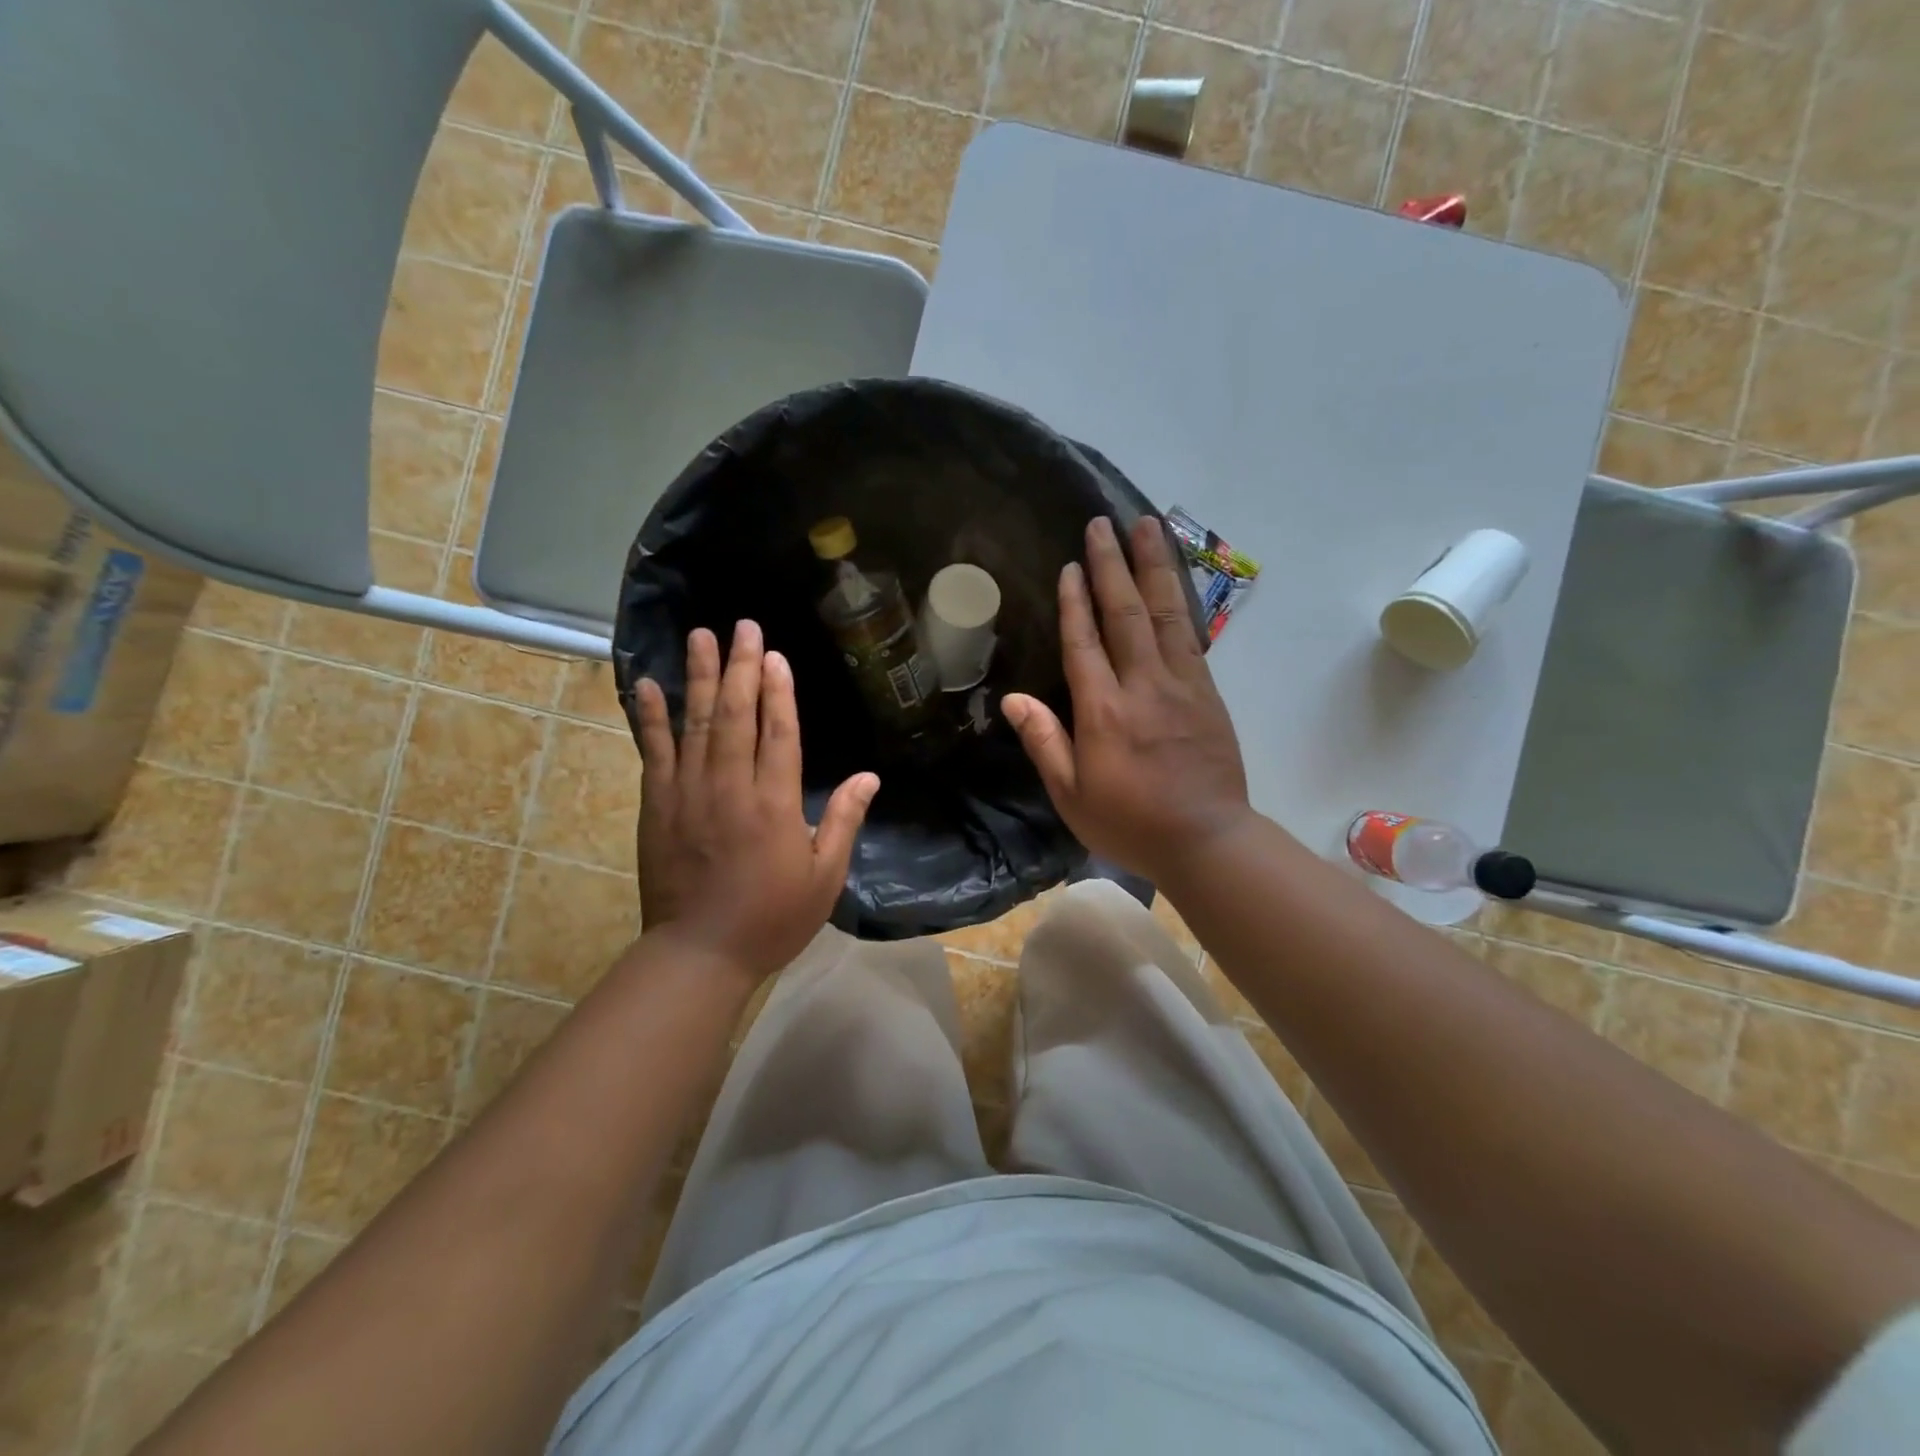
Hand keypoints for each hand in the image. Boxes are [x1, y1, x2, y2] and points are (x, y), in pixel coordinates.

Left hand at [636, 621, 878, 982]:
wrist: (699, 953)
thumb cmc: (771, 918)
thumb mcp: (823, 877)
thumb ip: (843, 822)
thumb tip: (870, 777)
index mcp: (774, 804)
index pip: (779, 733)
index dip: (779, 691)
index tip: (776, 655)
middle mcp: (730, 787)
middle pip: (737, 715)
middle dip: (742, 667)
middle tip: (744, 626)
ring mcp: (688, 793)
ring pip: (696, 723)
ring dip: (700, 677)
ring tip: (701, 636)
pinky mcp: (658, 805)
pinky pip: (654, 752)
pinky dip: (649, 717)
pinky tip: (647, 684)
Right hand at [1003, 515, 1251, 884]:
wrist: (1207, 840)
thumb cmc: (1130, 822)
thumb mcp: (1071, 795)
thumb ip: (1044, 742)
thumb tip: (1013, 699)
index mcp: (1104, 711)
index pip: (1084, 643)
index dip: (1075, 601)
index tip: (1070, 565)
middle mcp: (1144, 686)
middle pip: (1125, 613)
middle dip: (1112, 565)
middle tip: (1104, 523)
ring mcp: (1182, 684)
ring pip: (1165, 613)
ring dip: (1153, 566)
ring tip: (1147, 526)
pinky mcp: (1208, 692)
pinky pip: (1190, 635)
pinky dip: (1179, 600)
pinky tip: (1173, 580)